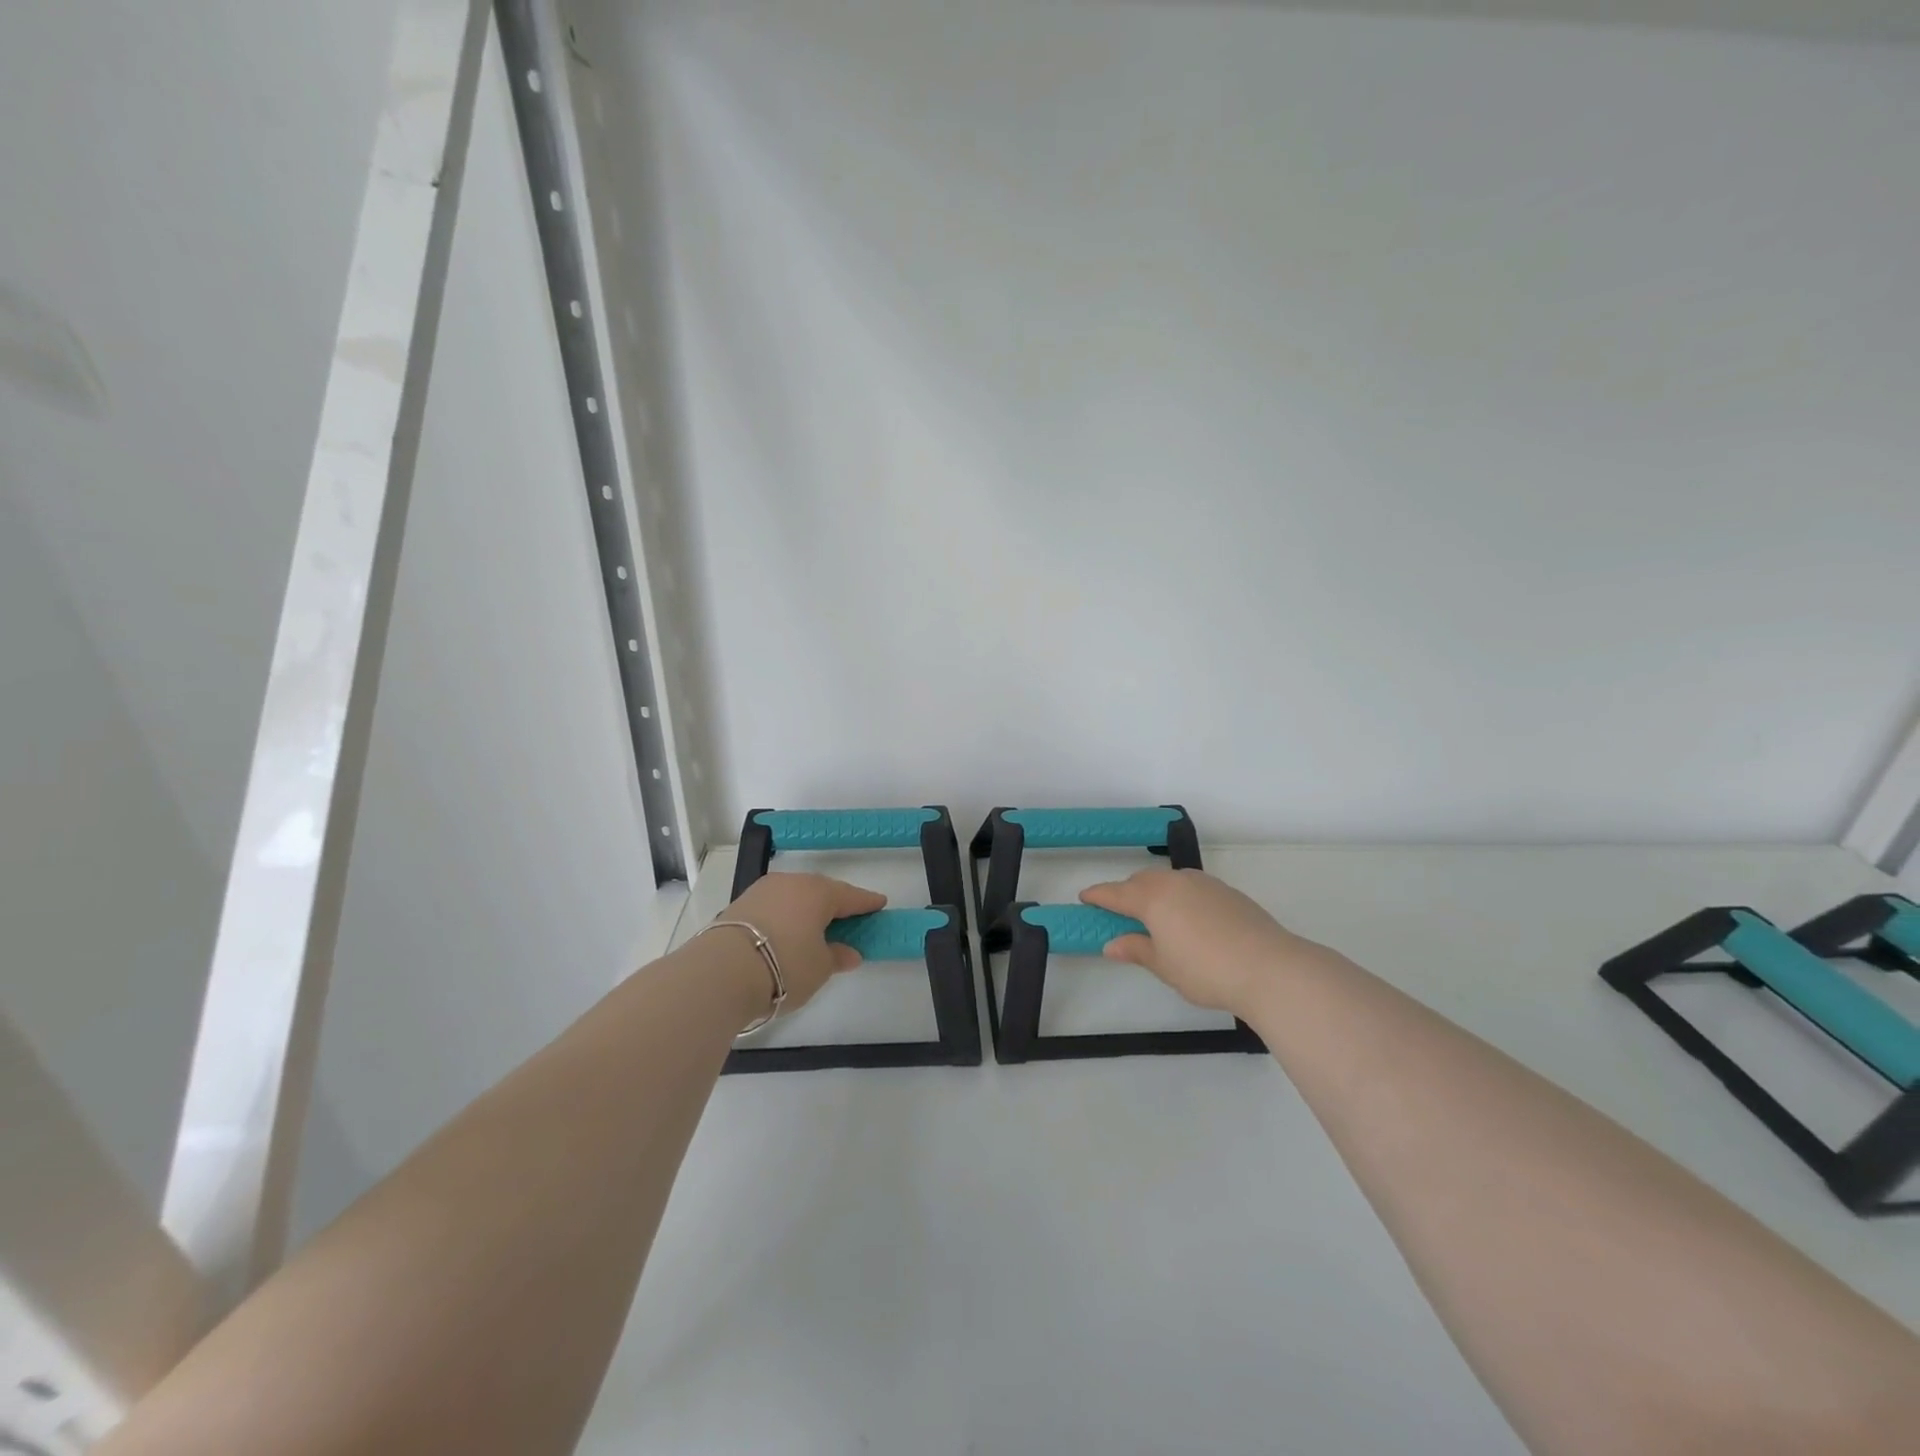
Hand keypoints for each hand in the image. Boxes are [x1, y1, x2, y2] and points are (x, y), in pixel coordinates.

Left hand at [721, 872, 886, 1013]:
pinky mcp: (739, 905)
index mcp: (819, 892)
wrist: (720, 972)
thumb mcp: (820, 968)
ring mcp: (762, 891)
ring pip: (794, 896)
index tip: (880, 904)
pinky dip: (786, 916)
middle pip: (821, 891)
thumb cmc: (784, 966)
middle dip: (835, 904)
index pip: (851, 896)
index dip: (867, 902)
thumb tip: (849, 952)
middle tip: (848, 918)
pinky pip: (774, 906)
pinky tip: (787, 931)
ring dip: (807, 909)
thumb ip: (837, 956)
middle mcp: (792, 883)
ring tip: (815, 927)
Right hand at [1079, 868, 1327, 1016]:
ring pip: (1170, 881)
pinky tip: (1188, 920)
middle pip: (1142, 881)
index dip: (1098, 896)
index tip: (1084, 897)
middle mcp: (1176, 882)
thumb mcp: (1164, 966)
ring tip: (1155, 917)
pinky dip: (1180, 897)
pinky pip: (1192, 887)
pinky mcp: (1228, 892)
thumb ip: (1136, 949)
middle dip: (1128, 893)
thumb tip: (1111, 944)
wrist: (1270, 968)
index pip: (1116, 893)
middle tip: (1120, 913)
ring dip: (1155, 892)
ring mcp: (1205, 883)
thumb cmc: (1206, 970)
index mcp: (1153, 897)